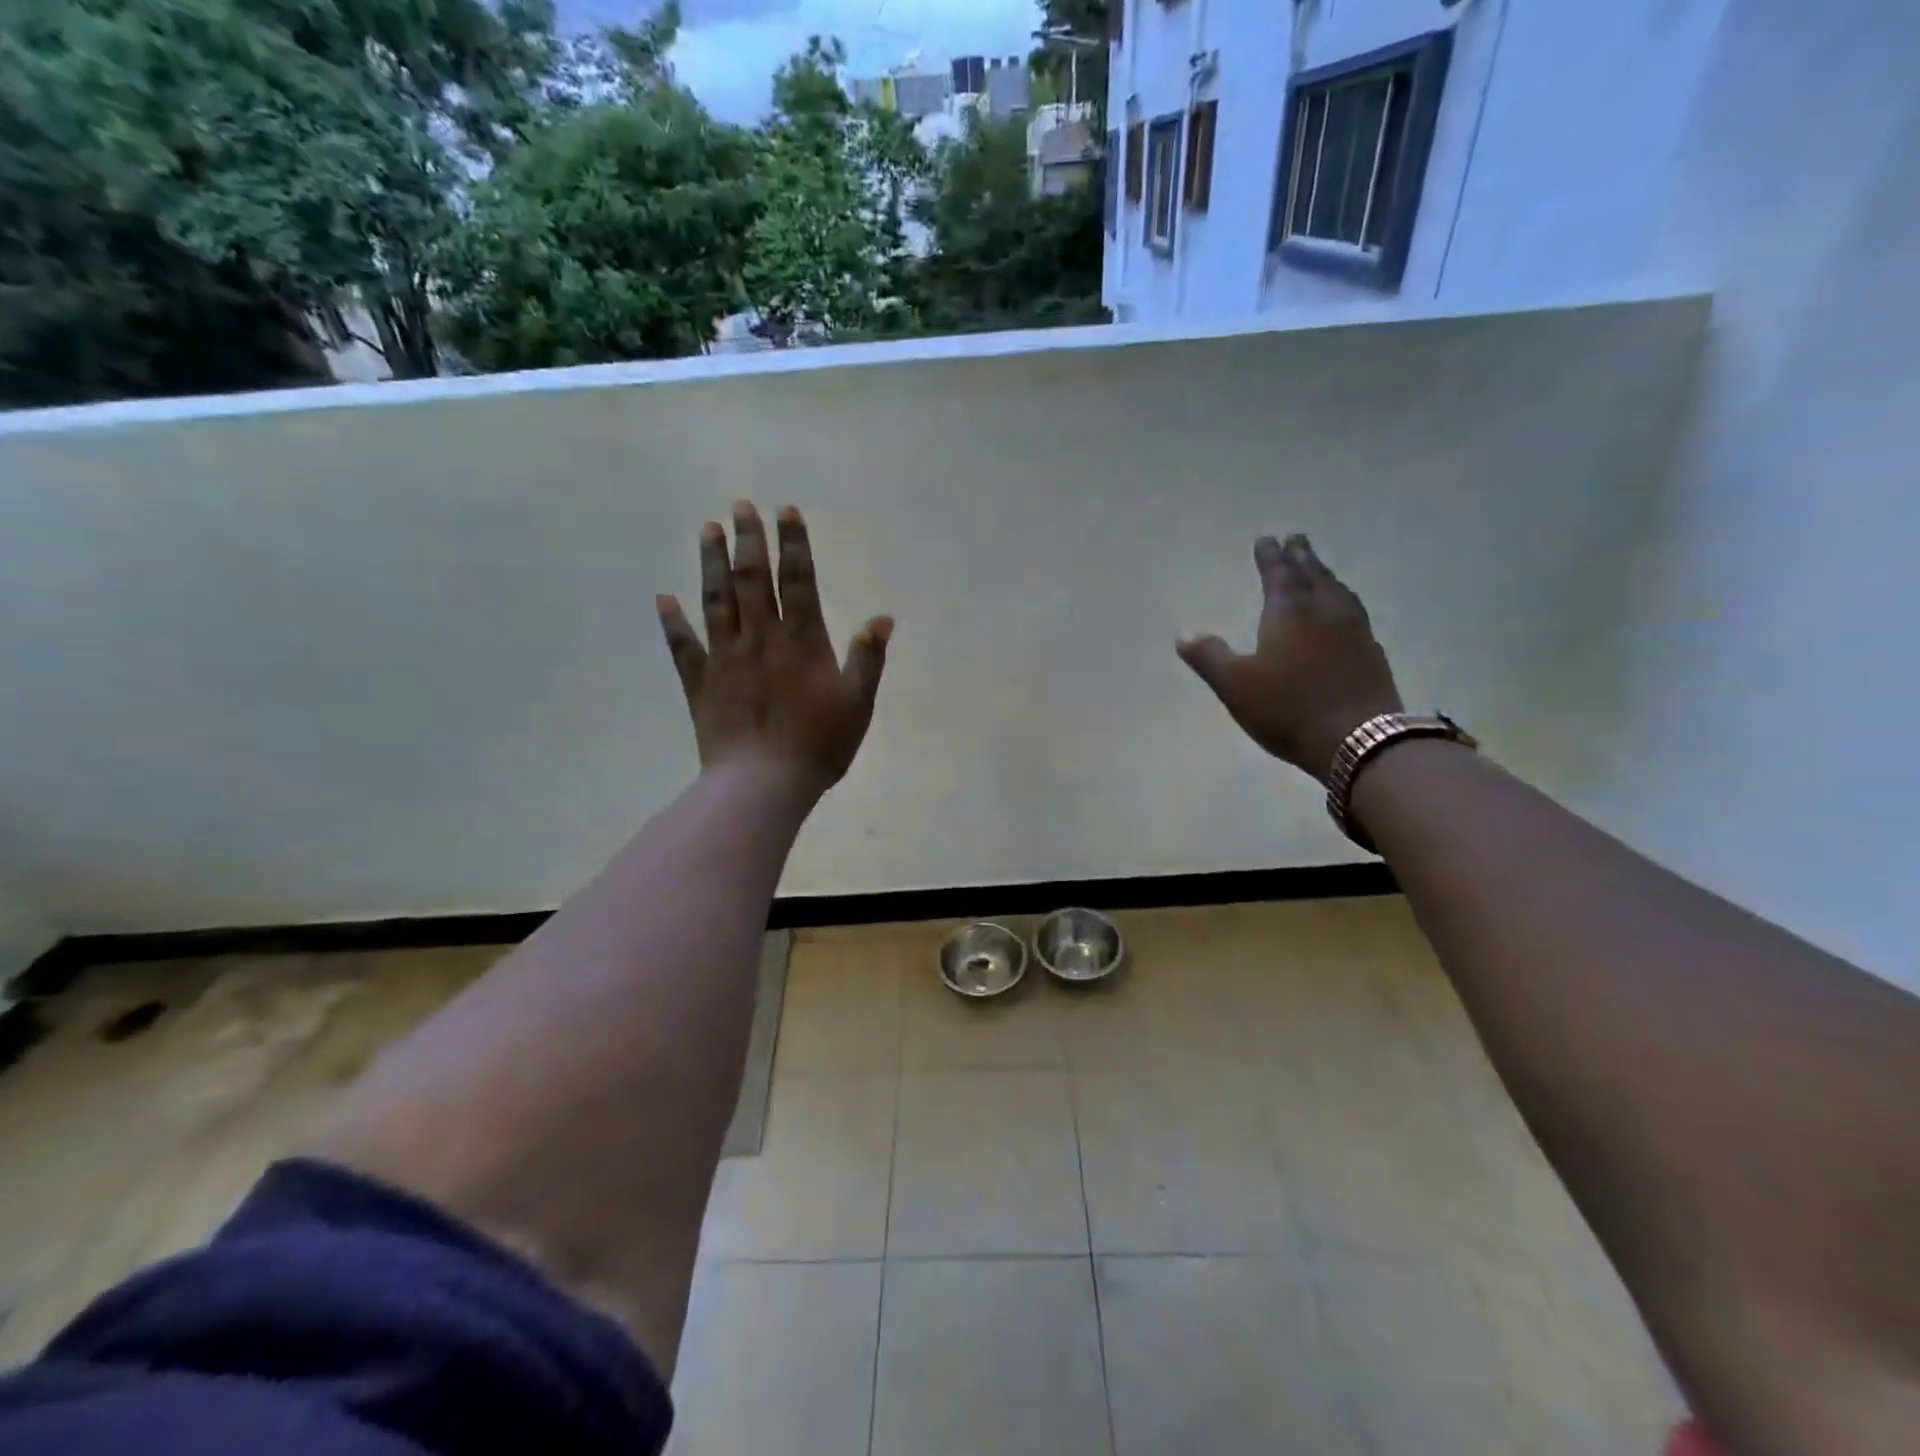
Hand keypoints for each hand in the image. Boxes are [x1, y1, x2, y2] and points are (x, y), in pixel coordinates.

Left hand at [657, 502, 891, 798]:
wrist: (763, 783)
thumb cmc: (818, 745)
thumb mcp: (858, 703)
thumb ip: (868, 658)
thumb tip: (883, 617)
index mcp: (801, 642)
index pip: (798, 581)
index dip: (793, 545)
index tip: (785, 511)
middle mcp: (760, 638)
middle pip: (752, 580)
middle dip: (748, 540)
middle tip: (740, 506)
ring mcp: (725, 658)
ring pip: (716, 601)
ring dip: (711, 563)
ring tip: (707, 529)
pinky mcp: (700, 682)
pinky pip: (683, 646)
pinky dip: (672, 622)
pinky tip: (663, 598)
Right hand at [1177, 533, 1402, 783]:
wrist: (1358, 739)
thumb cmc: (1288, 708)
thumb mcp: (1235, 685)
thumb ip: (1209, 656)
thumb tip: (1183, 633)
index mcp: (1289, 612)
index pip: (1278, 574)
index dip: (1270, 556)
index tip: (1267, 538)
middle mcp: (1324, 611)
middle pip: (1312, 575)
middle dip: (1301, 556)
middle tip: (1296, 538)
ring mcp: (1353, 630)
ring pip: (1337, 591)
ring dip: (1325, 575)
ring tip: (1318, 569)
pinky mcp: (1371, 653)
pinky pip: (1354, 612)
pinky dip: (1343, 601)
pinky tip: (1343, 612)